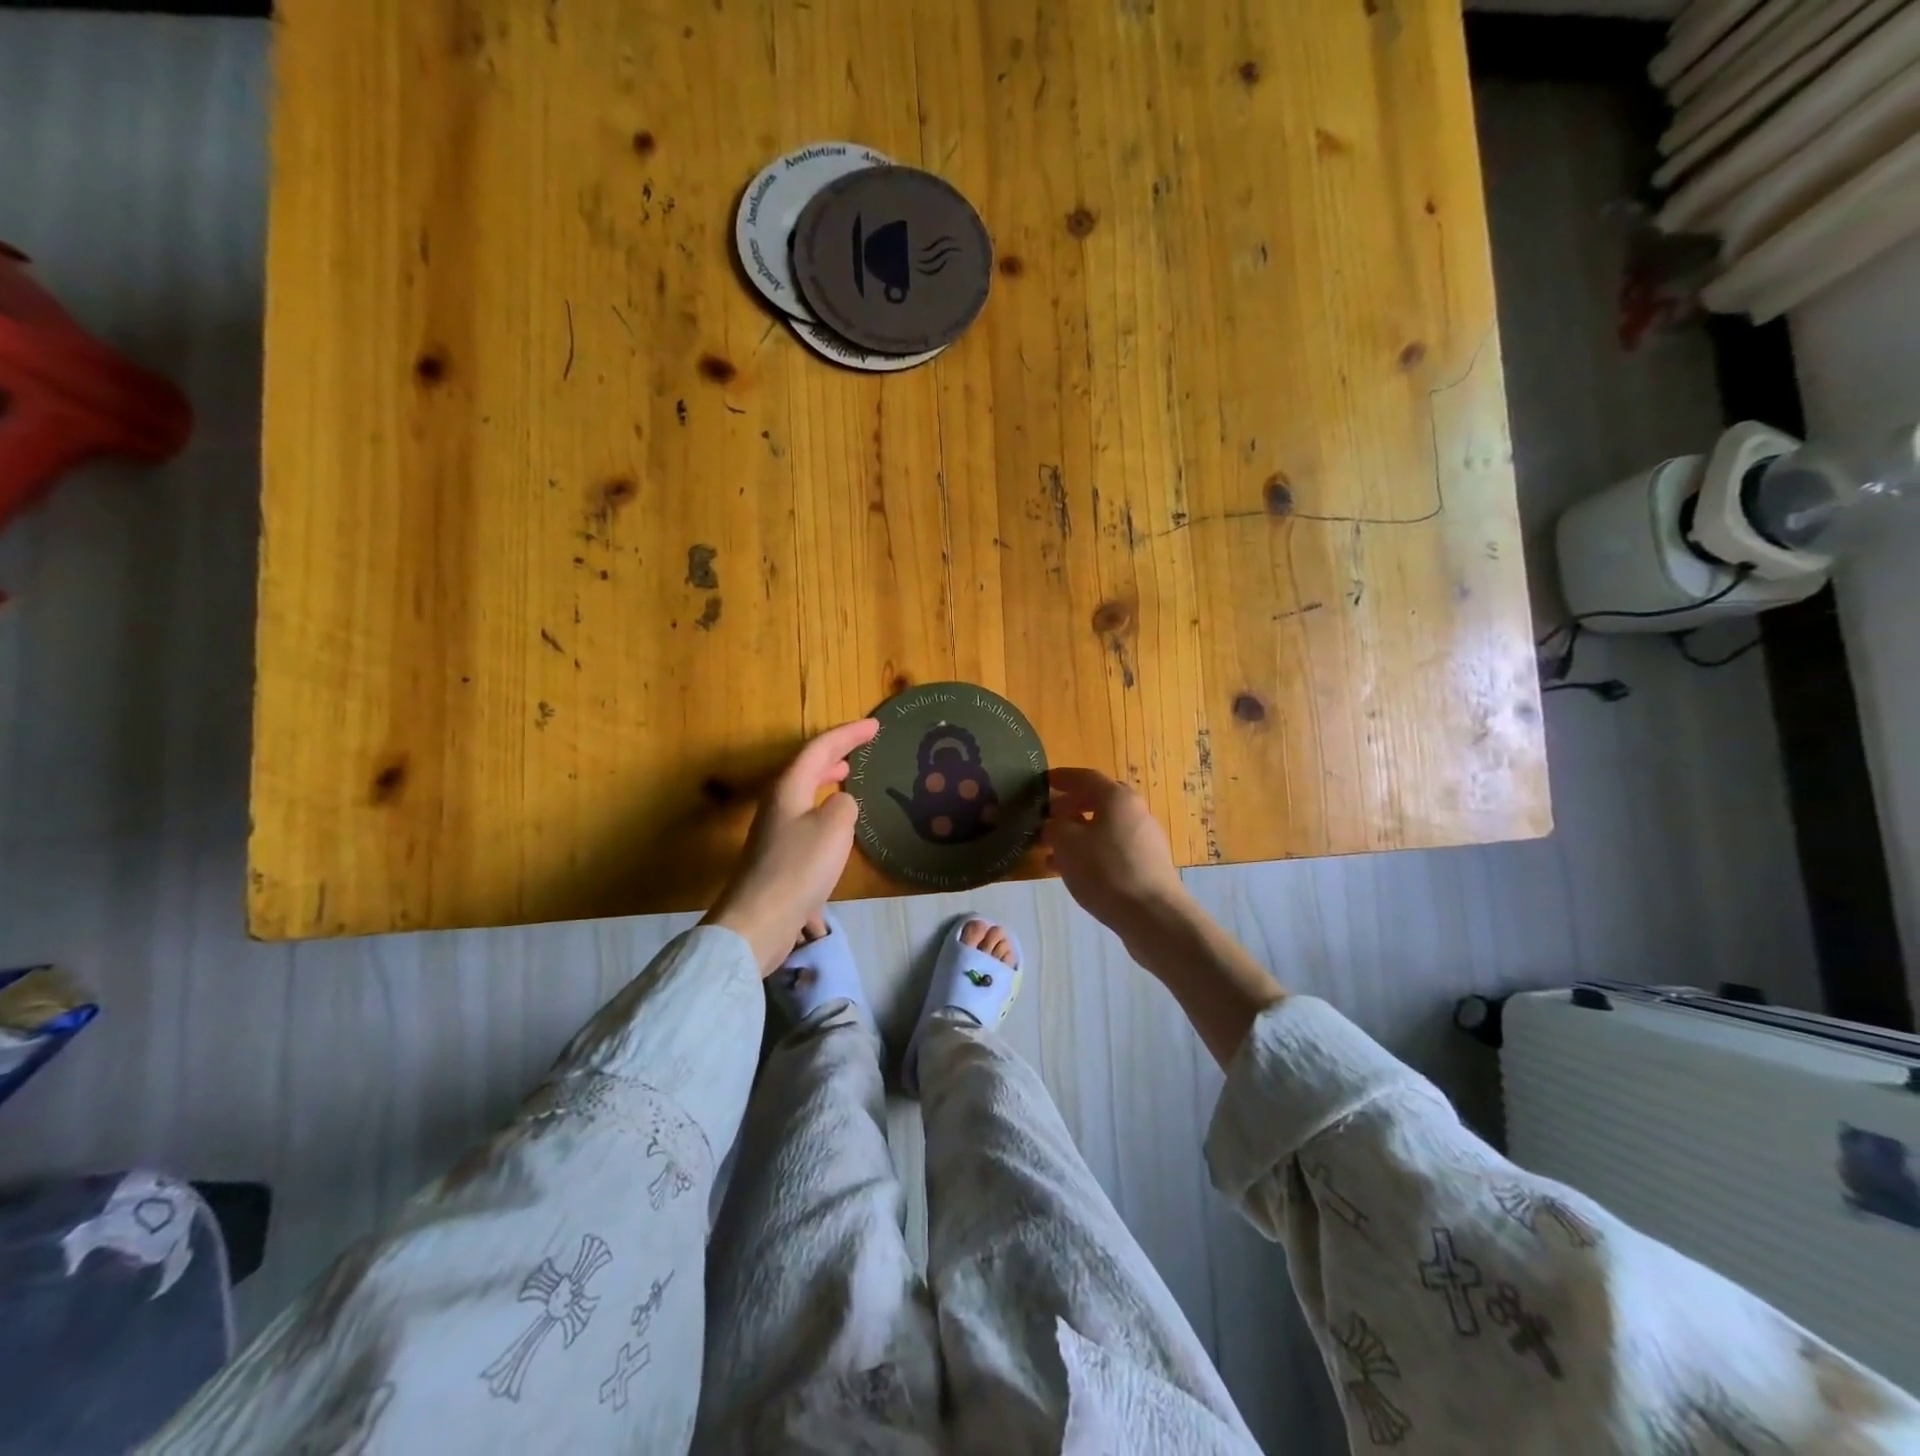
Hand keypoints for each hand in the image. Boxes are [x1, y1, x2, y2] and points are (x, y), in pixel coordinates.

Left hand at [703, 718, 878, 975]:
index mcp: (789, 788)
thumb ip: (844, 805)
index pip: (820, 748)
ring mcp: (775, 831)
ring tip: (848, 778)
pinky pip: (806, 818)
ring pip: (805, 793)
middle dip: (835, 754)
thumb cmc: (799, 867)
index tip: (875, 726)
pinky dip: (824, 810)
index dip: (848, 734)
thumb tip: (841, 803)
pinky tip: (837, 828)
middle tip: (861, 748)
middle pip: (807, 767)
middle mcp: (778, 803)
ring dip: (827, 781)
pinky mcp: (778, 857)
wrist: (760, 920)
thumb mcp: (835, 828)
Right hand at [1043, 768, 1189, 936]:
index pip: (1085, 777)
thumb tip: (1054, 824)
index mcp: (1117, 797)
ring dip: (1077, 834)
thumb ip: (1055, 827)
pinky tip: (1073, 871)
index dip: (1062, 777)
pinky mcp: (1147, 863)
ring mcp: (1144, 838)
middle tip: (1047, 817)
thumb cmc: (1105, 871)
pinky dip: (1091, 852)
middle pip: (1098, 801)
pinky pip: (1112, 848)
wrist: (1152, 915)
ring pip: (1104, 827)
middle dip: (1070, 807)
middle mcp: (1135, 811)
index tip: (1043, 781)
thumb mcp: (1066, 843)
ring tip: (1051, 851)